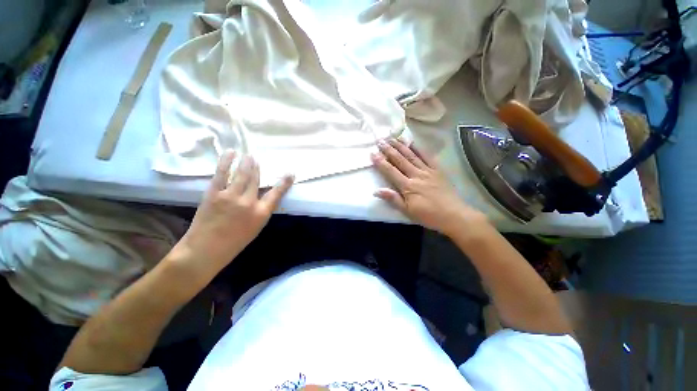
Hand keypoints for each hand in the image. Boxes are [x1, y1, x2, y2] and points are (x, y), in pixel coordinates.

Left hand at [176, 150, 293, 273]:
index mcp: (261, 213)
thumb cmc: (234, 242)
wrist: (205, 250)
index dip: (284, 183)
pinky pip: (222, 174)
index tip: (290, 173)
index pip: (276, 194)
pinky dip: (226, 162)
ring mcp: (231, 196)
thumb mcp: (255, 228)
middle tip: (256, 158)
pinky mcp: (214, 194)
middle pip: (256, 180)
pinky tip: (230, 153)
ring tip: (248, 155)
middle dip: (257, 167)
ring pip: (242, 175)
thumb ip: (260, 211)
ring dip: (246, 163)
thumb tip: (262, 196)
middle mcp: (249, 202)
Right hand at [371, 138, 484, 235]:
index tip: (373, 153)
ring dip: (401, 146)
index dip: (381, 162)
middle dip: (389, 150)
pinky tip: (412, 142)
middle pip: (400, 160)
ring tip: (392, 138)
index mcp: (407, 186)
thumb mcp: (407, 211)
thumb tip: (376, 191)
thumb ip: (392, 199)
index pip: (391, 171)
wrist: (453, 215)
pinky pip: (427, 156)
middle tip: (380, 140)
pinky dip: (419, 148)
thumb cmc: (428, 215)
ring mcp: (427, 171)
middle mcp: (416, 175)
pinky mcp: (437, 170)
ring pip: (412, 155)